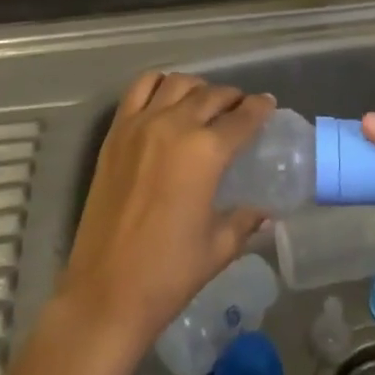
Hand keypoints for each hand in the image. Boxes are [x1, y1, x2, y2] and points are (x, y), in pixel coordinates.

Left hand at [59, 73, 272, 350]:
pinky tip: (166, 97)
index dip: (260, 108)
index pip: (242, 118)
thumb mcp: (218, 247)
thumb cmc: (169, 273)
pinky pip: (138, 89)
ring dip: (197, 87)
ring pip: (176, 83)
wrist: (106, 291)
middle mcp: (174, 126)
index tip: (268, 104)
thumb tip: (264, 211)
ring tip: (204, 101)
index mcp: (206, 152)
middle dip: (231, 97)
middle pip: (211, 95)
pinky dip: (158, 83)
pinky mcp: (115, 133)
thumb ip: (245, 220)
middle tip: (240, 107)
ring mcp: (140, 125)